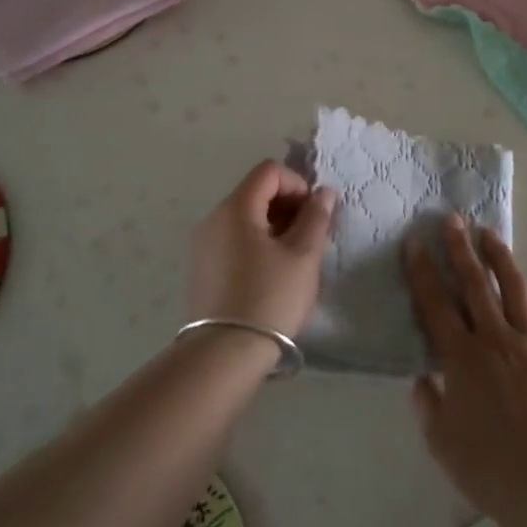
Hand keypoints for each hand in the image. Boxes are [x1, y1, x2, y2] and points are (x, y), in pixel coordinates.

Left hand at [188, 160, 334, 337]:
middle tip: (311, 236)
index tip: (315, 213)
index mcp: (236, 208)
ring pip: (245, 217)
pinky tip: (272, 273)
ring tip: (295, 257)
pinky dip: (257, 243)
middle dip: (288, 205)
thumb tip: (323, 192)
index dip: (297, 183)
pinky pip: (234, 239)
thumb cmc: (269, 298)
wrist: (223, 355)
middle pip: (255, 192)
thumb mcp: (303, 256)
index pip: (269, 171)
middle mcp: (214, 218)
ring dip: (275, 225)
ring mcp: (204, 245)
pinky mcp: (203, 269)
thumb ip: (316, 217)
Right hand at [406, 217, 526, 517]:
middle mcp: (495, 339)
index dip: (423, 271)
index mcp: (462, 357)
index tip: (415, 242)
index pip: (436, 303)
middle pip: (475, 284)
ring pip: (514, 289)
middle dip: (460, 249)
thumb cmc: (487, 466)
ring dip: (499, 258)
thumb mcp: (441, 440)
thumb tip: (424, 379)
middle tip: (452, 220)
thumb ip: (429, 404)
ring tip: (490, 234)